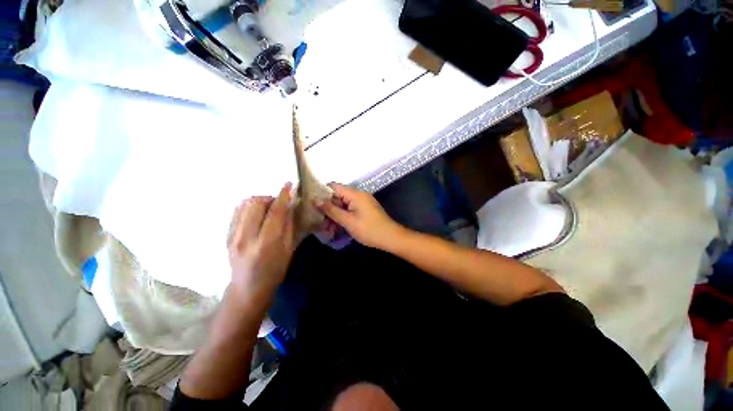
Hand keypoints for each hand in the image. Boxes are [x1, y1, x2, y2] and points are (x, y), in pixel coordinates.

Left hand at [227, 183, 294, 302]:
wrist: (248, 288)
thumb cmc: (275, 270)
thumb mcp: (288, 249)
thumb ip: (288, 225)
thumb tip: (289, 206)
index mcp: (267, 243)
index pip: (275, 211)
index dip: (283, 196)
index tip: (288, 185)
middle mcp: (246, 237)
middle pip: (256, 203)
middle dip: (269, 198)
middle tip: (278, 204)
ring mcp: (232, 235)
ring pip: (244, 204)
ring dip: (258, 201)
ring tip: (267, 209)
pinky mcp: (225, 235)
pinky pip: (236, 211)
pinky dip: (248, 207)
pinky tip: (256, 214)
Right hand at [315, 183, 404, 249]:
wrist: (391, 238)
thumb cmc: (369, 229)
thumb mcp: (348, 221)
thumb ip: (331, 210)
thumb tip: (315, 200)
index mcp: (355, 194)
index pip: (333, 186)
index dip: (321, 192)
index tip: (311, 202)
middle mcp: (358, 194)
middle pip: (337, 196)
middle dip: (327, 207)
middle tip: (317, 218)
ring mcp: (362, 202)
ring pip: (343, 204)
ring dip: (334, 214)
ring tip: (326, 227)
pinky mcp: (365, 209)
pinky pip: (350, 209)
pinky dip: (342, 216)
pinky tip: (336, 227)